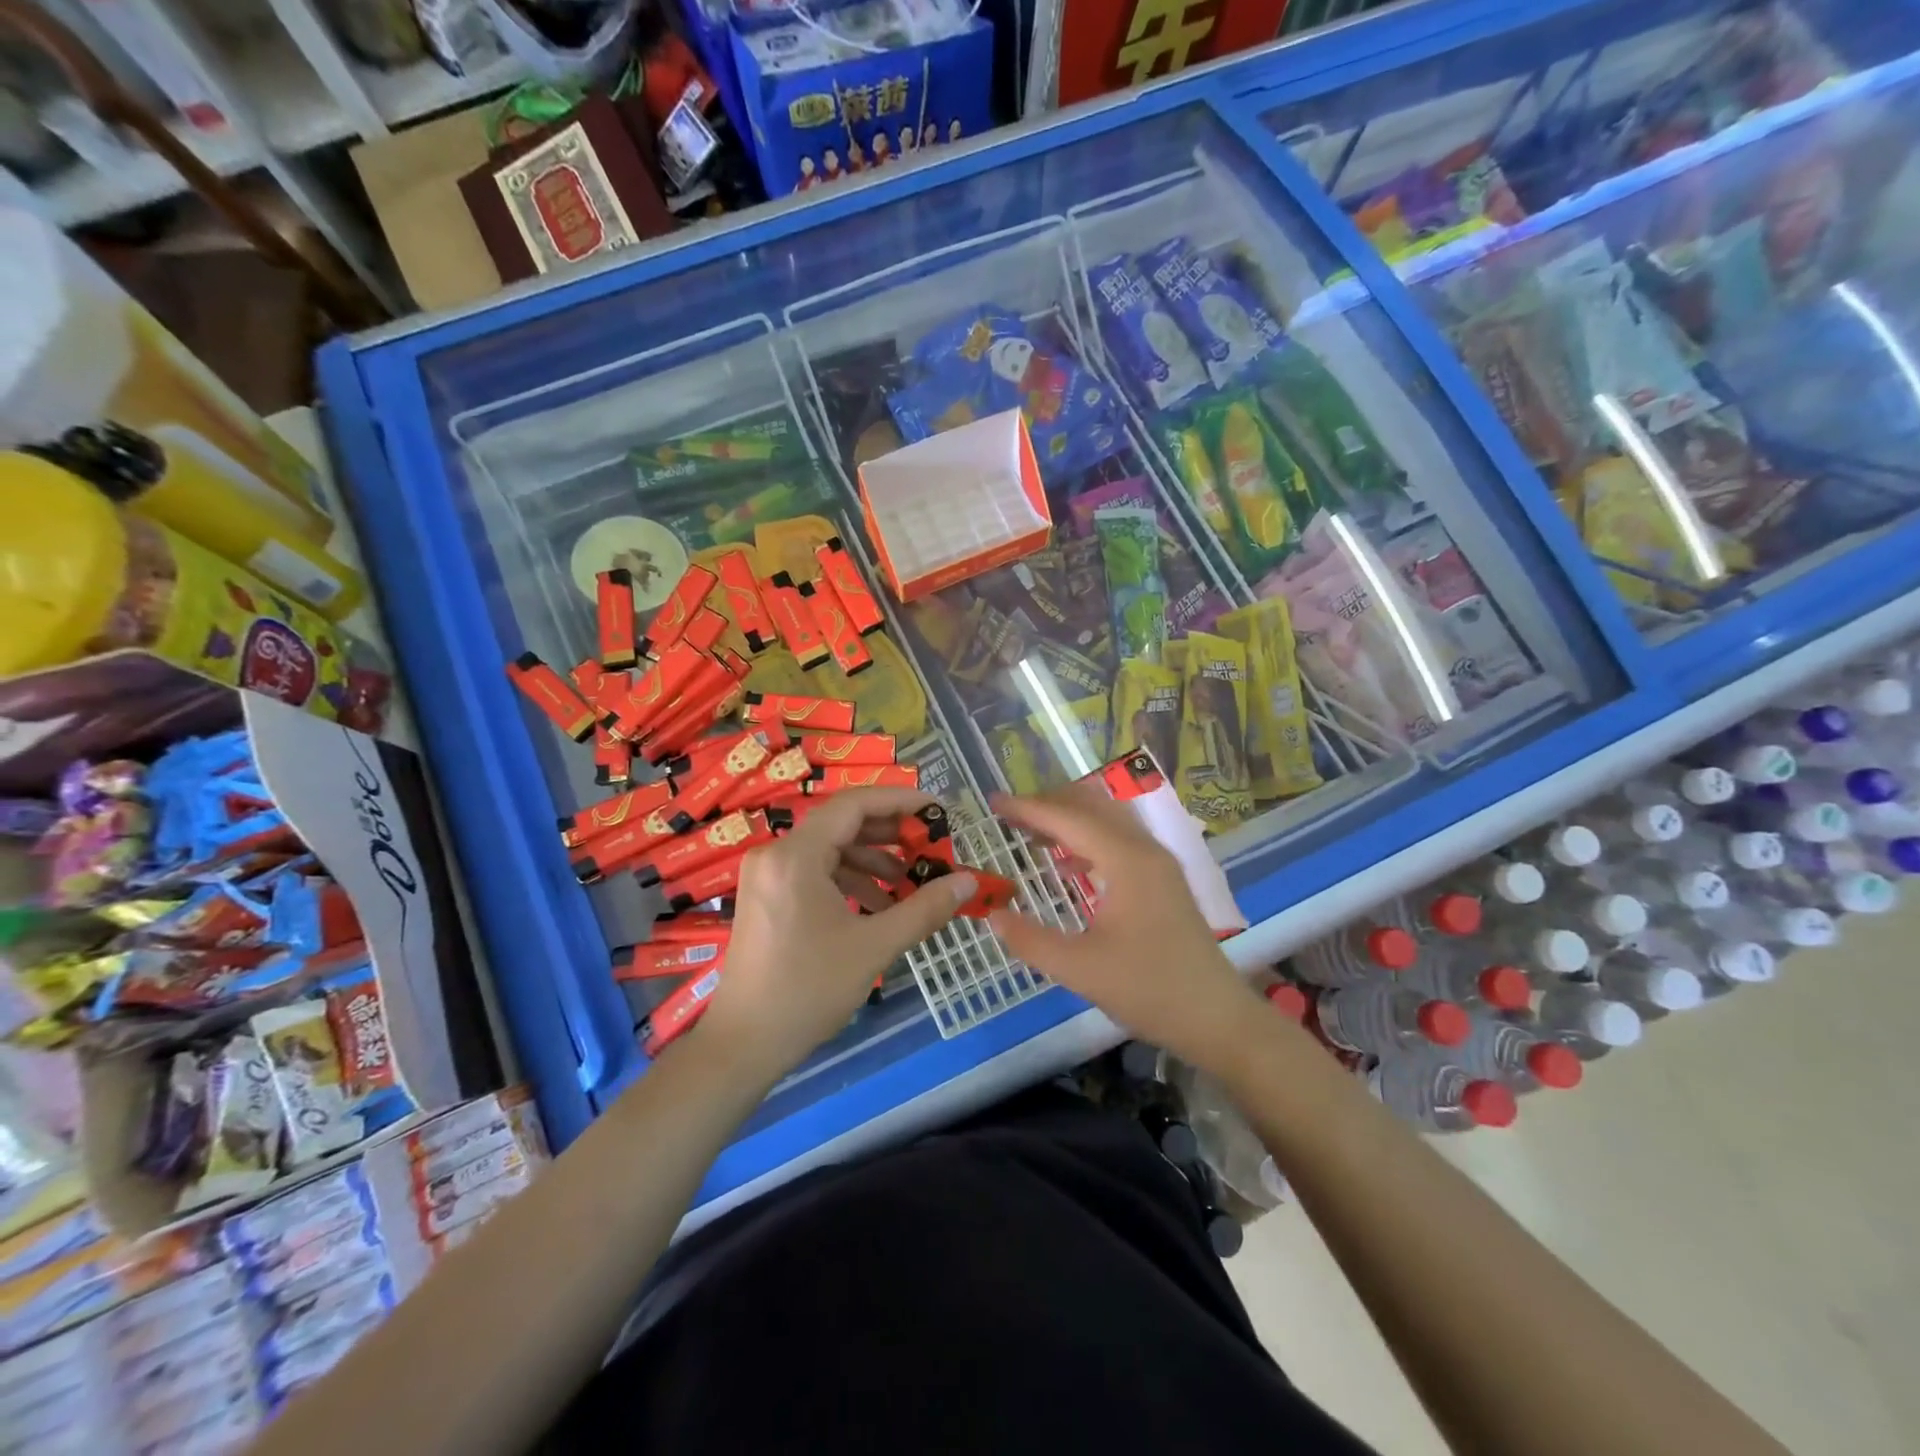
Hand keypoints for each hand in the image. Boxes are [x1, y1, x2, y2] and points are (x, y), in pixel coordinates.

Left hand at [700, 787, 976, 1080]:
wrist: (743, 1044)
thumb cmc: (807, 990)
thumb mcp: (874, 947)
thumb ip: (924, 908)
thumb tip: (968, 882)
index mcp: (796, 855)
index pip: (854, 805)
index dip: (900, 801)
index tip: (938, 811)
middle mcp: (776, 854)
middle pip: (842, 824)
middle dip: (891, 835)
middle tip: (931, 849)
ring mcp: (767, 875)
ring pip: (830, 850)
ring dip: (873, 862)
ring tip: (910, 885)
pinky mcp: (767, 897)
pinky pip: (815, 872)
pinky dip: (850, 881)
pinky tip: (879, 907)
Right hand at [987, 785, 1262, 1069]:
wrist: (1217, 1018)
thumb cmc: (1150, 990)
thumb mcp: (1079, 970)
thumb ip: (1031, 939)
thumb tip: (991, 915)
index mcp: (1127, 861)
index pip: (1069, 818)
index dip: (1027, 808)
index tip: (992, 802)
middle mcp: (1145, 849)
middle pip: (1091, 805)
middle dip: (1048, 804)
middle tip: (1009, 817)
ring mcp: (1158, 863)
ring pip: (1108, 820)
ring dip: (1069, 820)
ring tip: (1030, 835)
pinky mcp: (1163, 880)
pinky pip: (1119, 841)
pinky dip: (1088, 840)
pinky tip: (1066, 867)